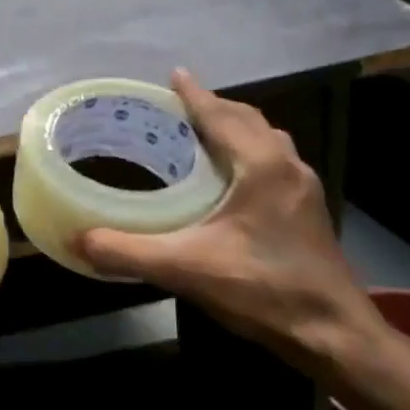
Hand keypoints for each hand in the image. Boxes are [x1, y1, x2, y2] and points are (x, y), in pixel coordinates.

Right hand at [76, 70, 379, 366]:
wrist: (332, 333)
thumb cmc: (263, 289)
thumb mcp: (185, 269)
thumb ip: (127, 252)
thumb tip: (77, 240)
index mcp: (262, 165)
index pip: (222, 116)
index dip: (195, 95)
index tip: (174, 75)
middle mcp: (288, 167)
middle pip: (248, 121)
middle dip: (214, 108)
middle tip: (178, 109)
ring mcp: (303, 190)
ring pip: (267, 142)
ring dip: (235, 130)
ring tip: (201, 137)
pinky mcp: (307, 212)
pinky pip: (274, 164)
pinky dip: (248, 154)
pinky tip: (229, 181)